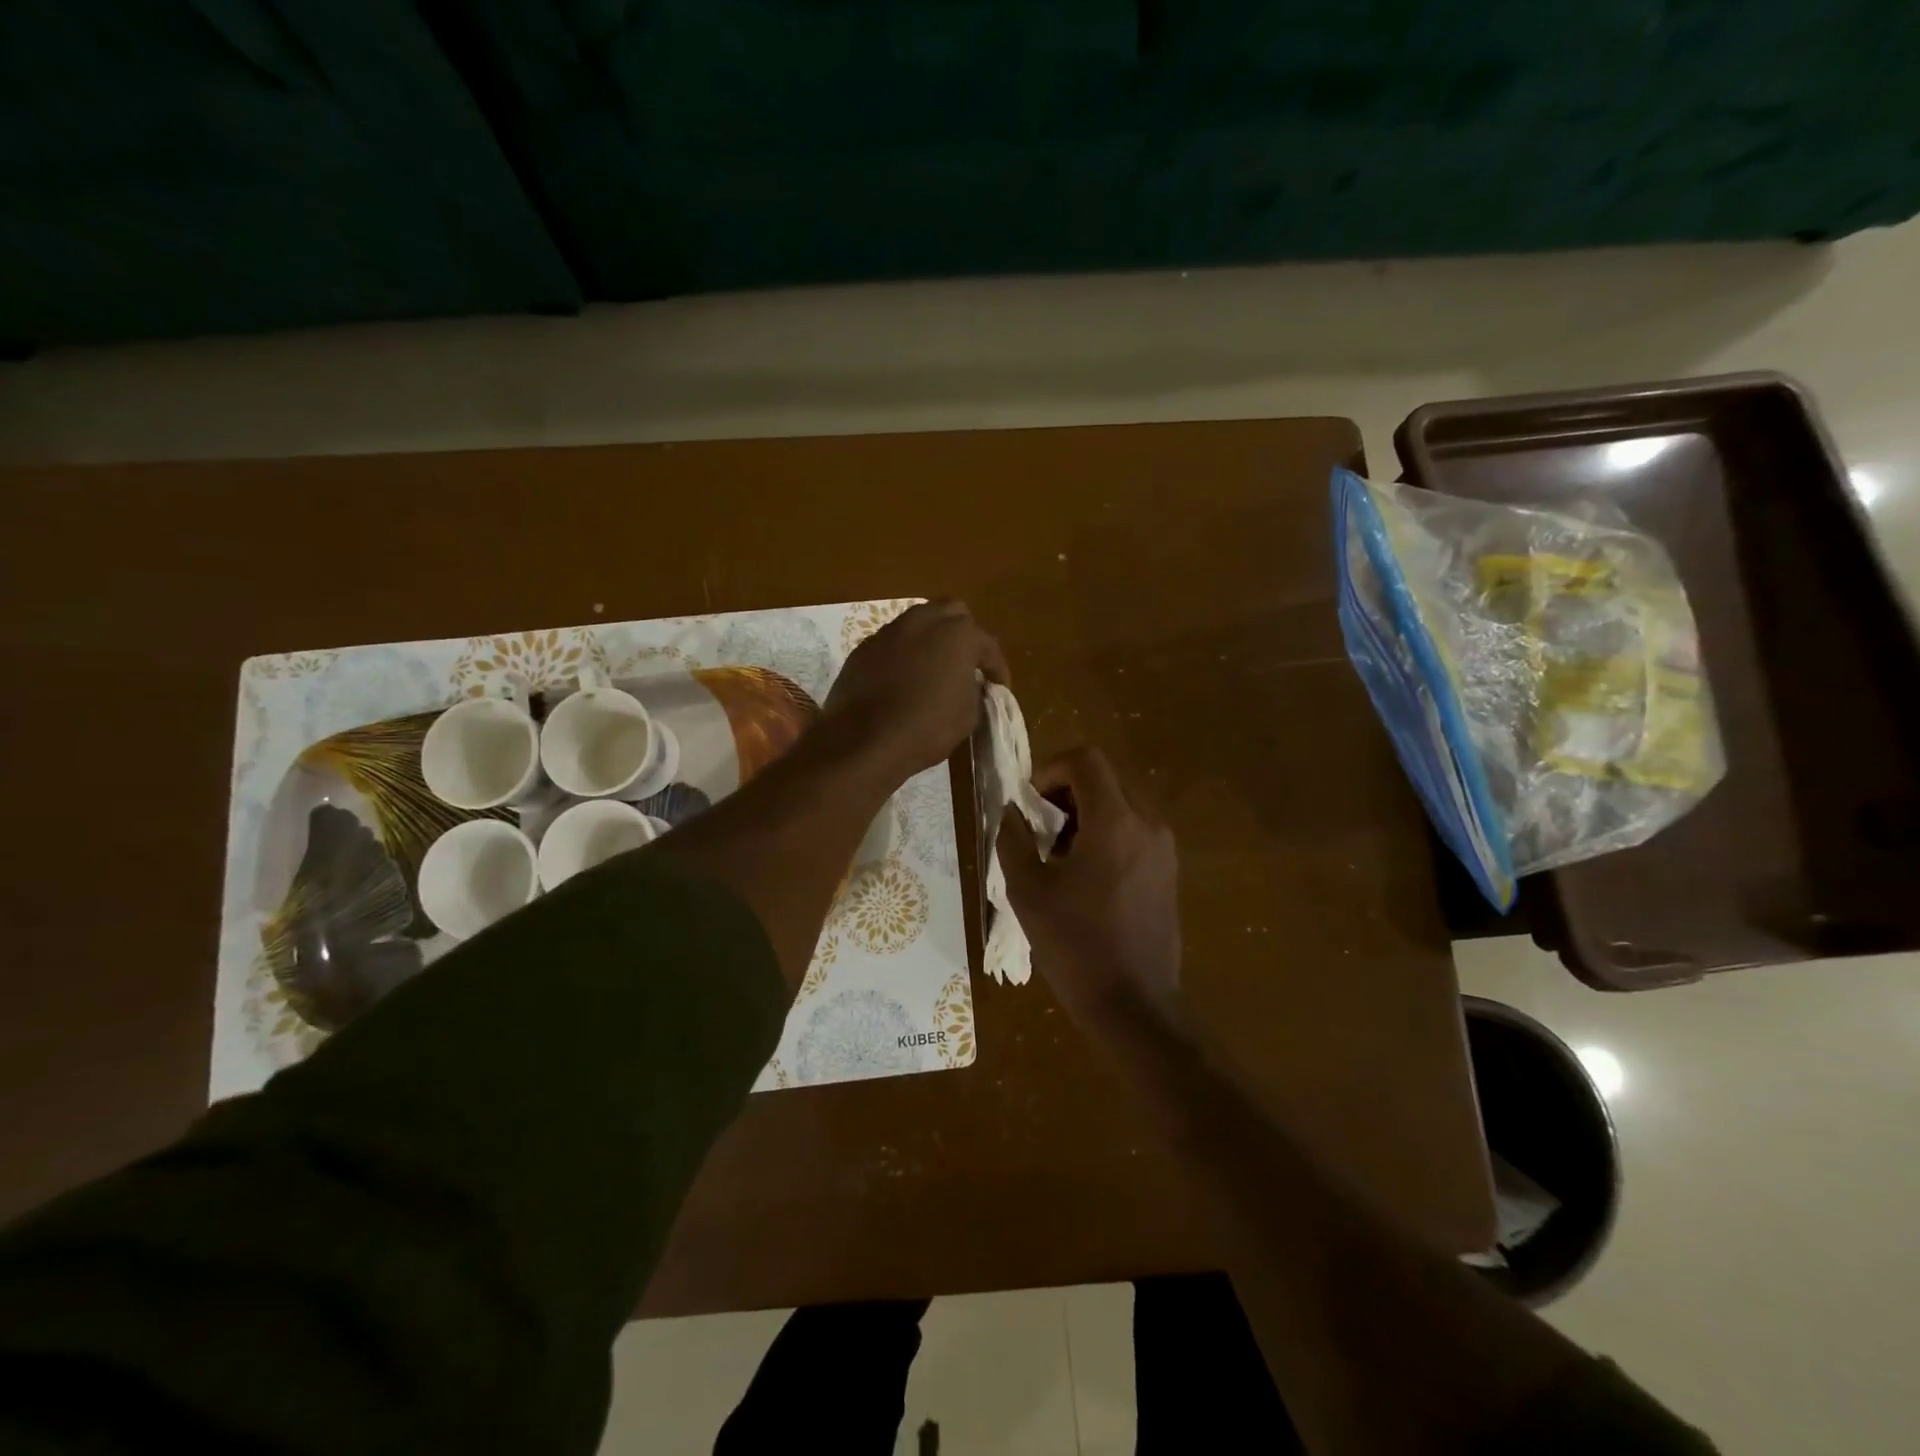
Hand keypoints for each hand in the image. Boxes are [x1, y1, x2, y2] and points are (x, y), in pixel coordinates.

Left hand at [822, 600, 1008, 781]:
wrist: (864, 740)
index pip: (987, 646)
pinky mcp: (864, 648)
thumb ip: (974, 690)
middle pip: (952, 614)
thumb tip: (968, 684)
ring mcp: (890, 631)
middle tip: (966, 663)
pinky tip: (903, 679)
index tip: (999, 687)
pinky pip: (893, 643)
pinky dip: (903, 655)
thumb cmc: (927, 728)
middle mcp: (924, 621)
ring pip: (918, 623)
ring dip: (930, 640)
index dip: (996, 668)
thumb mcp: (968, 716)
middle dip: (963, 635)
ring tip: (934, 668)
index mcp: (958, 634)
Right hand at [999, 746, 1181, 1033]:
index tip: (1030, 802)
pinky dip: (1107, 833)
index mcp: (1115, 822)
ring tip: (1059, 856)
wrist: (1135, 1005)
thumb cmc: (1076, 946)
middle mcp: (1147, 824)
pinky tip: (1086, 876)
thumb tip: (1011, 811)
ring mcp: (1164, 848)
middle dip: (1067, 792)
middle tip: (1040, 828)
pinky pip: (1135, 830)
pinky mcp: (1169, 871)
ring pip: (1121, 803)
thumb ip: (1013, 840)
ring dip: (1086, 813)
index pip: (1086, 760)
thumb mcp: (1028, 892)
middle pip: (1105, 778)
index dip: (1051, 769)